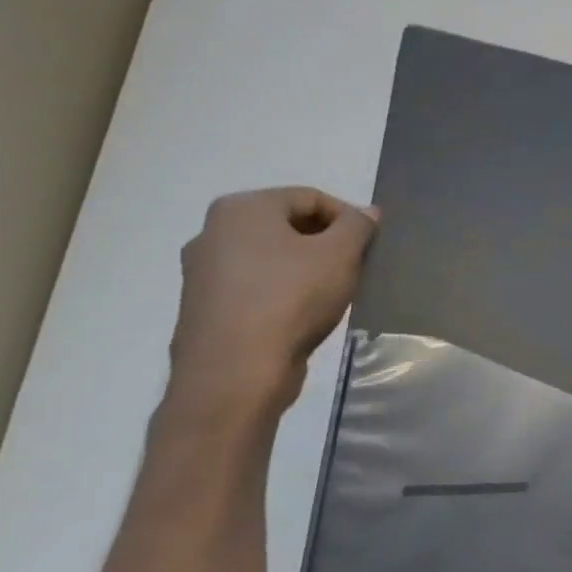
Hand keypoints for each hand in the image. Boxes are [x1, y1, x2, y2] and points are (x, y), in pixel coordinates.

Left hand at [168, 187, 377, 421]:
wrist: (235, 373)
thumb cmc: (292, 298)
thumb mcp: (342, 253)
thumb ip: (359, 225)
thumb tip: (366, 213)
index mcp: (242, 209)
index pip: (311, 198)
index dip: (349, 218)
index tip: (369, 245)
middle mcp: (212, 232)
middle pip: (288, 225)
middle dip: (326, 242)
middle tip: (355, 266)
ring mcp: (201, 272)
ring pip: (272, 257)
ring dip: (306, 267)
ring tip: (333, 291)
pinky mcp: (203, 307)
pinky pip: (255, 285)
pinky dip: (283, 291)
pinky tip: (304, 313)